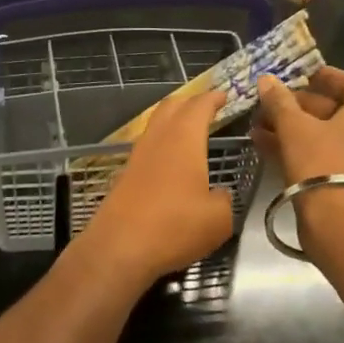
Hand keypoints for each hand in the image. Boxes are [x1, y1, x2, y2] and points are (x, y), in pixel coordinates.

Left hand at [78, 89, 233, 286]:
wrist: (119, 248)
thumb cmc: (175, 227)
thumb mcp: (218, 218)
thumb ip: (224, 199)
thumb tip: (217, 194)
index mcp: (184, 139)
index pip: (199, 106)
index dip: (213, 98)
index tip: (224, 94)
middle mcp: (157, 140)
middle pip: (170, 107)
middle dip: (189, 102)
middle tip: (207, 106)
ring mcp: (137, 157)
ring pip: (155, 126)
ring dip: (172, 121)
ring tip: (190, 130)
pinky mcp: (125, 176)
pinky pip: (147, 148)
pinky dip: (162, 144)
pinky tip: (170, 160)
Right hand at [253, 67, 343, 185]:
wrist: (337, 221)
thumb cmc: (321, 162)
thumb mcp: (294, 127)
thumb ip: (280, 102)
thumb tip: (266, 80)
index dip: (328, 76)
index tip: (302, 73)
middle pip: (331, 110)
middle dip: (297, 104)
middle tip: (269, 101)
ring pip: (318, 136)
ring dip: (289, 127)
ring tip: (257, 123)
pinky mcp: (338, 183)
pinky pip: (313, 157)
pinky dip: (291, 148)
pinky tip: (261, 145)